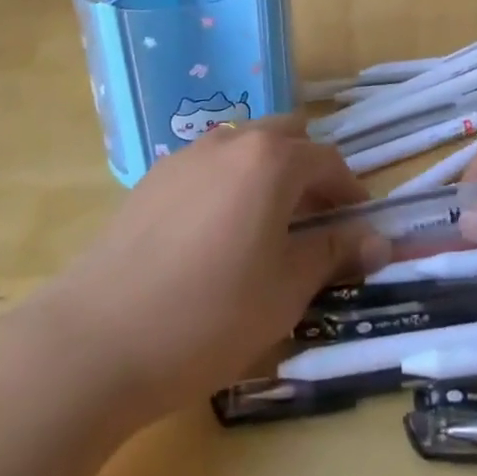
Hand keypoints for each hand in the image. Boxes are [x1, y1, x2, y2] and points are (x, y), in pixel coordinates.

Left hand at [25, 120, 385, 422]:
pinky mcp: (153, 177)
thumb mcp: (285, 291)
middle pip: (286, 137)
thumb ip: (334, 254)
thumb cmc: (209, 316)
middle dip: (308, 170)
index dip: (350, 190)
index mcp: (271, 161)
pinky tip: (215, 233)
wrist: (98, 338)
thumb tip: (379, 240)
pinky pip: (208, 165)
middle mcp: (231, 142)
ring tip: (265, 226)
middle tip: (314, 220)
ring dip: (267, 172)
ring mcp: (186, 156)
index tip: (357, 224)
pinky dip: (228, 182)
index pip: (327, 160)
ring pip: (244, 146)